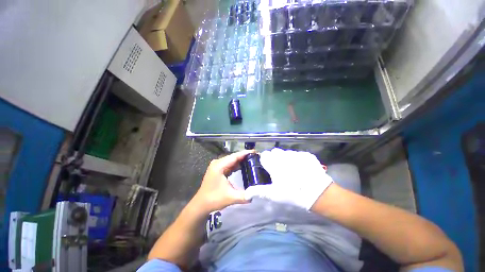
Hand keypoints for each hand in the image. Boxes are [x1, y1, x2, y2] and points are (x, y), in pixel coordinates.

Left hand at [192, 150, 254, 212]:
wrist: (201, 204)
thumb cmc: (214, 199)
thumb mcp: (230, 198)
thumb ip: (244, 196)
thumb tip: (256, 193)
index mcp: (219, 166)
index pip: (234, 156)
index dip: (245, 153)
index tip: (255, 152)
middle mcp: (217, 163)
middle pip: (233, 157)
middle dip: (245, 156)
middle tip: (256, 157)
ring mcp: (217, 165)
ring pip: (232, 160)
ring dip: (241, 160)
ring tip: (252, 160)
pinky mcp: (218, 169)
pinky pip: (229, 164)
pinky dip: (237, 165)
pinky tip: (244, 166)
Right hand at [244, 148, 332, 209]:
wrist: (317, 192)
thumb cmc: (292, 193)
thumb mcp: (273, 194)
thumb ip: (258, 191)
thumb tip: (246, 193)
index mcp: (273, 162)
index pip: (264, 155)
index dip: (265, 161)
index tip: (268, 168)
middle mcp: (283, 155)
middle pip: (275, 152)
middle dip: (275, 158)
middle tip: (279, 170)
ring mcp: (295, 153)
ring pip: (286, 152)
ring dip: (286, 158)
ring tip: (291, 169)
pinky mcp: (306, 154)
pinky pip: (297, 154)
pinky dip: (297, 159)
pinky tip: (302, 169)